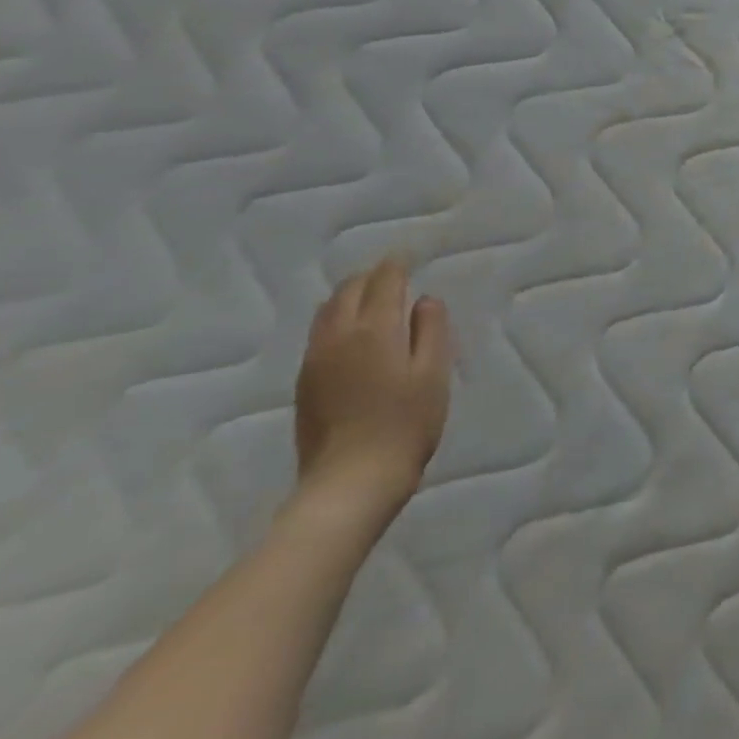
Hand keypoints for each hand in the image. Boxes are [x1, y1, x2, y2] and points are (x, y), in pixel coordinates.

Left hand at [294, 258, 452, 526]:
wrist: (350, 482)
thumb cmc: (406, 424)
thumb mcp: (434, 373)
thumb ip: (431, 329)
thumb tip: (424, 300)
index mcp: (374, 329)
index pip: (384, 280)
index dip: (397, 264)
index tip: (409, 256)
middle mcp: (338, 335)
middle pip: (350, 288)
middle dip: (372, 275)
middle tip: (394, 275)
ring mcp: (315, 359)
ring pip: (328, 309)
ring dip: (350, 294)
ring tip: (372, 298)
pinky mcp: (304, 382)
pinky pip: (319, 333)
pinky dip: (337, 318)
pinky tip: (352, 334)